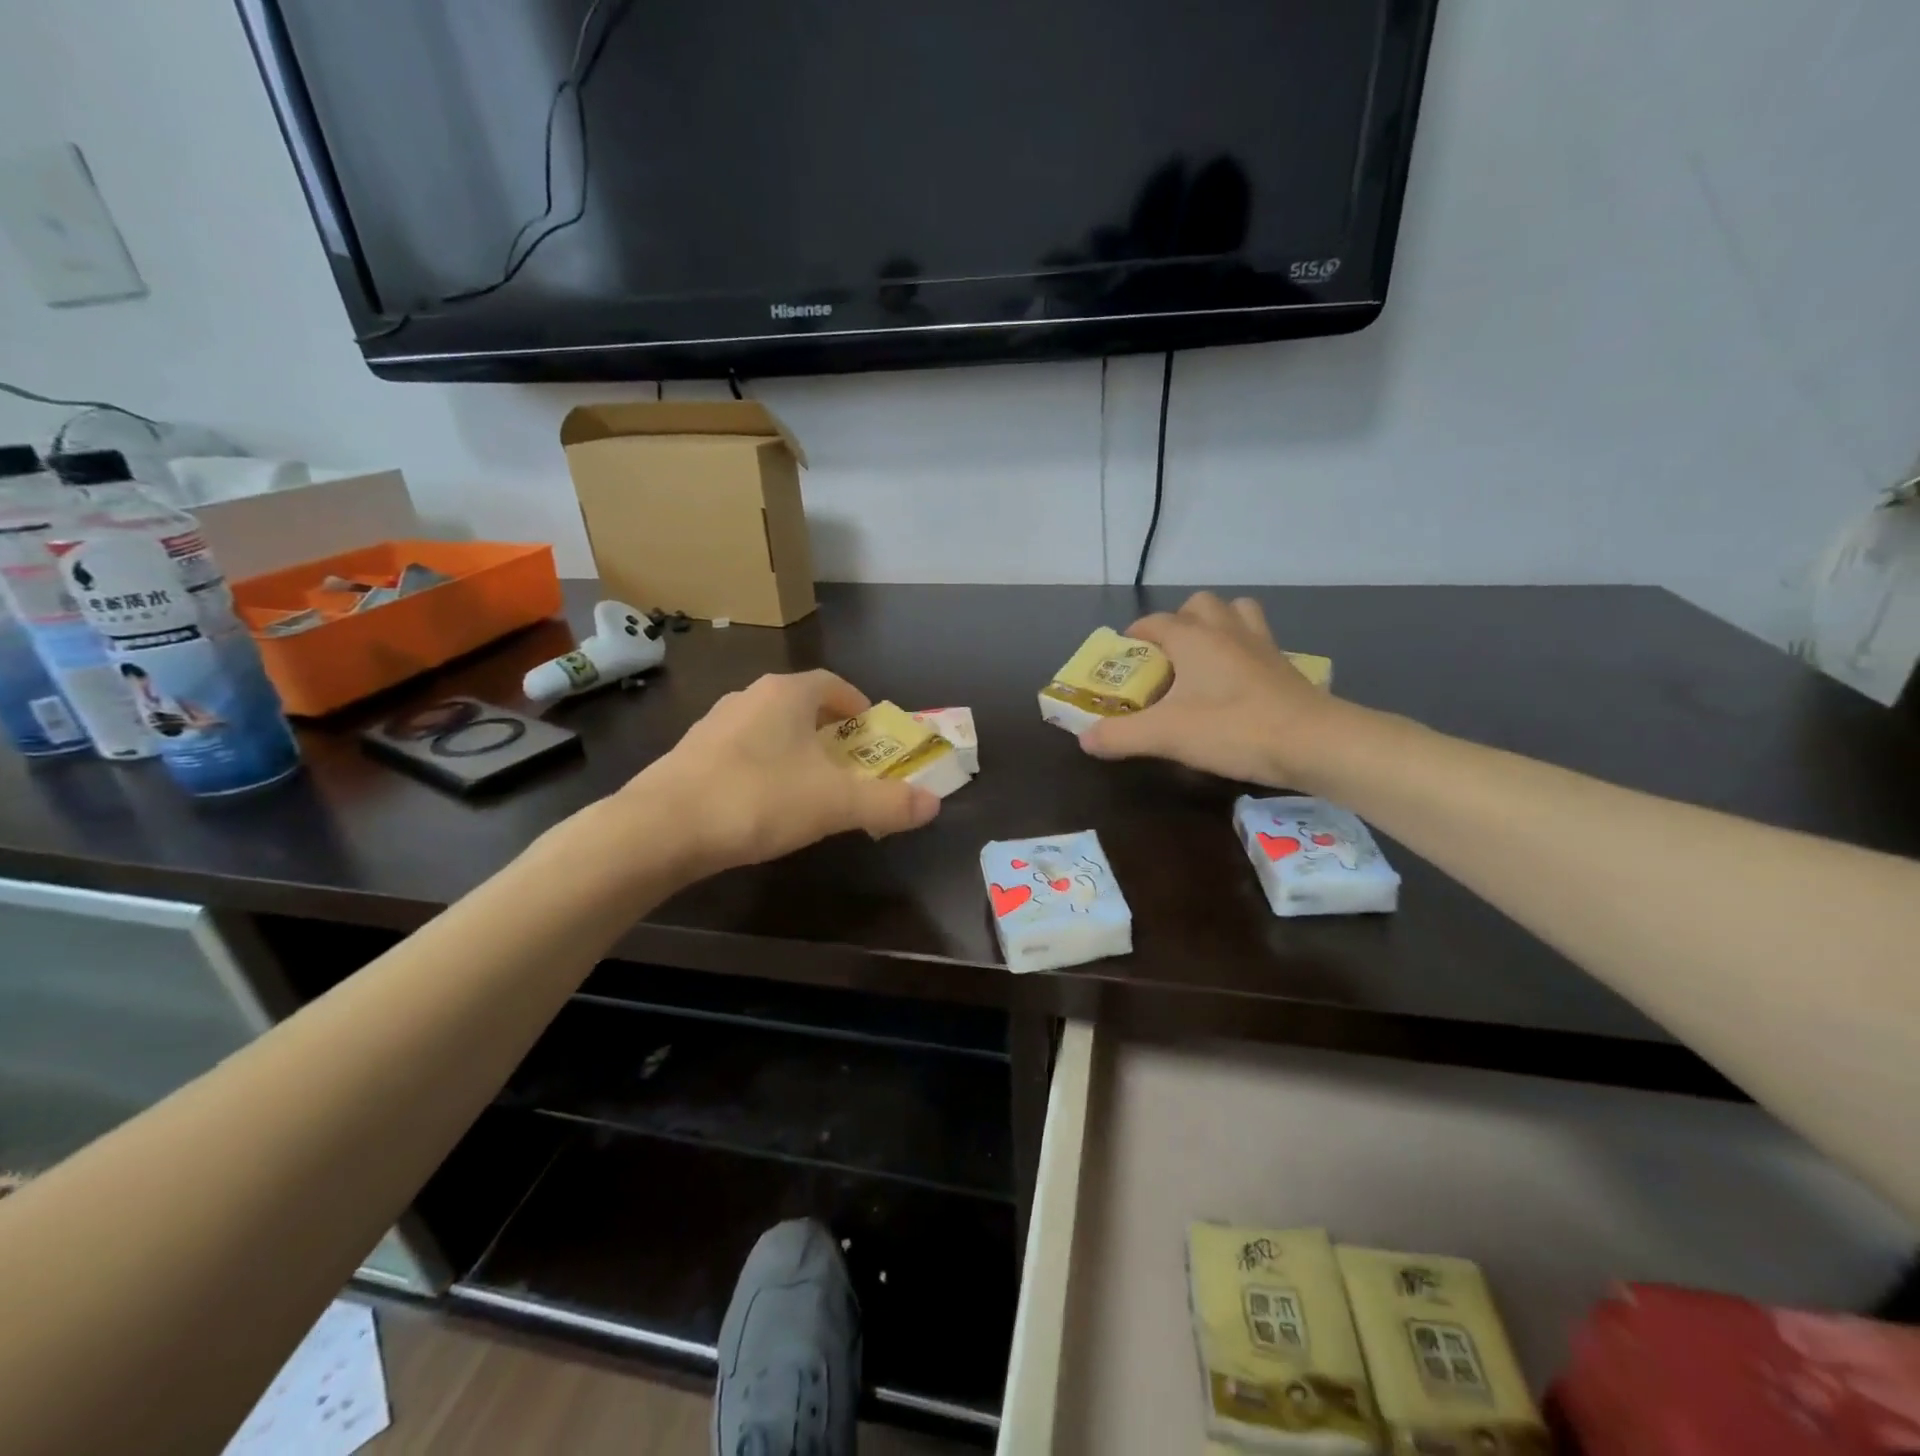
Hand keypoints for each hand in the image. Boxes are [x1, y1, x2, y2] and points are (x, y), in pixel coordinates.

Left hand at [623, 670, 940, 875]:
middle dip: (829, 731)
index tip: (870, 732)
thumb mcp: (835, 804)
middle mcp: (749, 697)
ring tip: (808, 786)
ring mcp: (713, 723)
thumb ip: (888, 803)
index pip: (832, 683)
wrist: (660, 829)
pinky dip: (762, 767)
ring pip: (768, 728)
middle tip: (848, 764)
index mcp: (786, 694)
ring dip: (794, 749)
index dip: (857, 704)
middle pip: (801, 705)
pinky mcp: (689, 754)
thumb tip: (933, 804)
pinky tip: (762, 803)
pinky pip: (741, 751)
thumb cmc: (758, 800)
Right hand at [1078, 592, 1360, 787]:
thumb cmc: (1232, 729)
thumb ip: (1120, 735)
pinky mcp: (1285, 667)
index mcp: (1194, 638)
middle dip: (1180, 622)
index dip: (1135, 636)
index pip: (1156, 622)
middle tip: (1168, 658)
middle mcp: (1227, 631)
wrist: (1313, 742)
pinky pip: (1259, 642)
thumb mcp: (1165, 736)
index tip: (1124, 657)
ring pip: (1237, 614)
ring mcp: (1262, 646)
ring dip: (1218, 626)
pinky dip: (1243, 651)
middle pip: (1200, 605)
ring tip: (1204, 660)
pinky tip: (1236, 683)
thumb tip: (1085, 739)